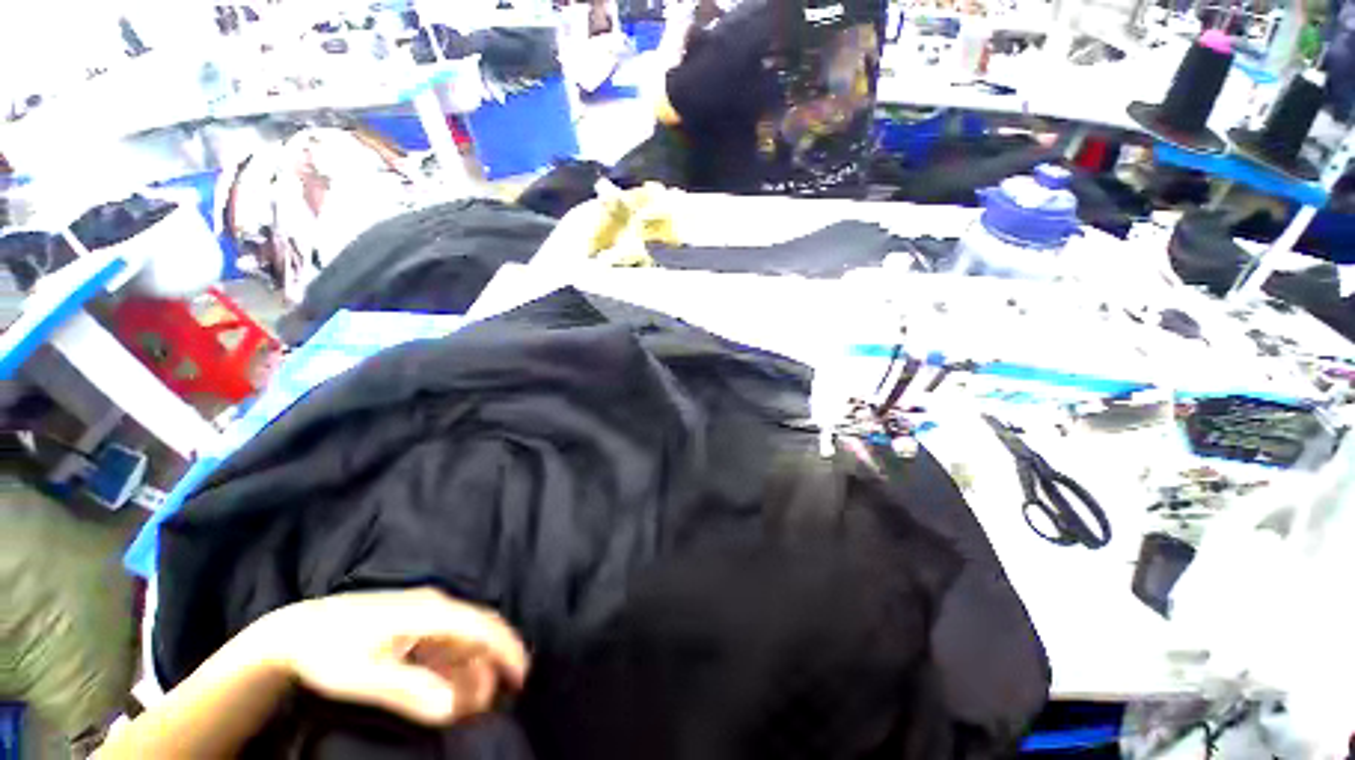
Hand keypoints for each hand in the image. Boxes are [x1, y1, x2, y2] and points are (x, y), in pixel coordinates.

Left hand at [254, 588, 528, 725]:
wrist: (299, 629)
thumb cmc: (328, 652)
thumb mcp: (361, 676)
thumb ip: (407, 689)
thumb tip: (451, 707)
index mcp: (426, 612)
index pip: (479, 626)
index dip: (504, 648)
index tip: (520, 675)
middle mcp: (435, 606)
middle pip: (480, 626)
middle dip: (497, 656)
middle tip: (506, 691)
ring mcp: (427, 613)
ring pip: (466, 637)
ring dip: (476, 666)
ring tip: (474, 701)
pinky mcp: (418, 623)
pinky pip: (449, 642)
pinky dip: (459, 664)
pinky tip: (453, 686)